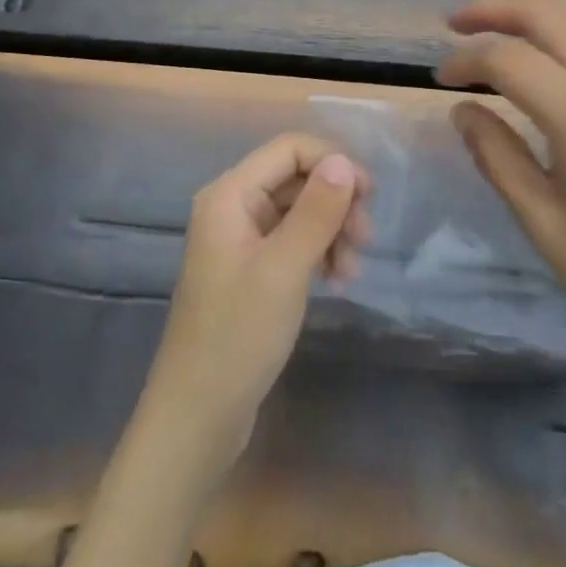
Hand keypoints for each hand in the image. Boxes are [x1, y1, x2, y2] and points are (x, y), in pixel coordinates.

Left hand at [140, 133, 369, 470]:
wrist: (197, 417)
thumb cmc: (238, 336)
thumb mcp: (285, 270)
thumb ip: (316, 211)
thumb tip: (343, 162)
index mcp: (229, 195)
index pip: (289, 149)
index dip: (332, 161)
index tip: (368, 195)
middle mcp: (232, 207)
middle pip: (296, 178)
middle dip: (335, 201)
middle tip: (365, 239)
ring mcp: (241, 240)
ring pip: (299, 210)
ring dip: (332, 230)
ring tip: (351, 271)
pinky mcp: (250, 270)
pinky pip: (292, 240)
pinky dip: (318, 252)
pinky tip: (336, 280)